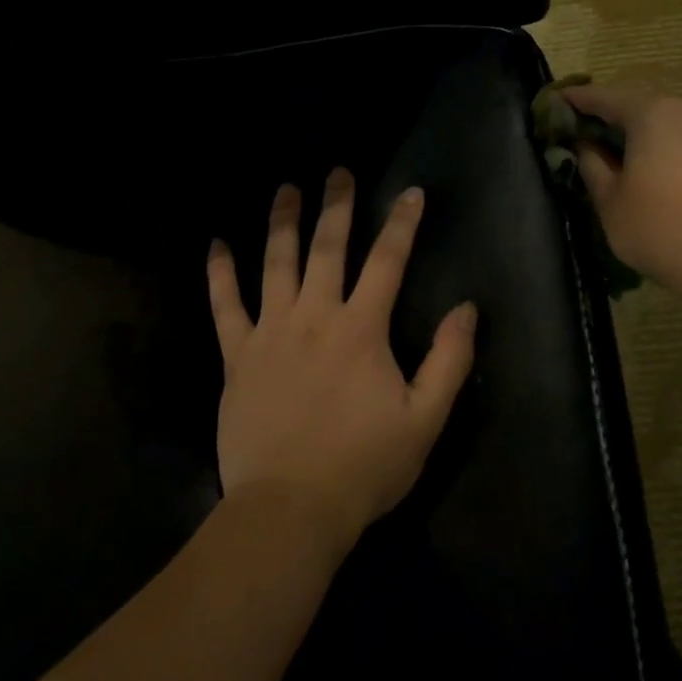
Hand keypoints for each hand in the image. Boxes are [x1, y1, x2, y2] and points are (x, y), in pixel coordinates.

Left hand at [207, 170, 477, 552]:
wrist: (290, 510)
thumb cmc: (363, 467)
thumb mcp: (425, 420)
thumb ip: (449, 360)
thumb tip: (466, 308)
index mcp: (361, 330)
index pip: (387, 262)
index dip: (402, 224)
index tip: (411, 192)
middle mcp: (314, 317)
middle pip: (327, 248)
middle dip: (336, 206)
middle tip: (337, 171)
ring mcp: (270, 333)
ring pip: (275, 264)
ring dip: (282, 223)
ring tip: (286, 189)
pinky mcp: (238, 357)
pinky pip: (224, 306)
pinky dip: (220, 273)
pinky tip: (215, 245)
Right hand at [563, 84, 681, 301]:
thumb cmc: (660, 228)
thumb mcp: (610, 201)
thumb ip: (592, 166)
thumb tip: (585, 147)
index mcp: (651, 114)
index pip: (602, 97)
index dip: (574, 100)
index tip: (553, 104)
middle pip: (635, 106)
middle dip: (605, 118)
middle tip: (577, 134)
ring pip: (661, 124)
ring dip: (634, 134)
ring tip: (609, 155)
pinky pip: (681, 141)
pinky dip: (658, 148)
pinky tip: (645, 171)